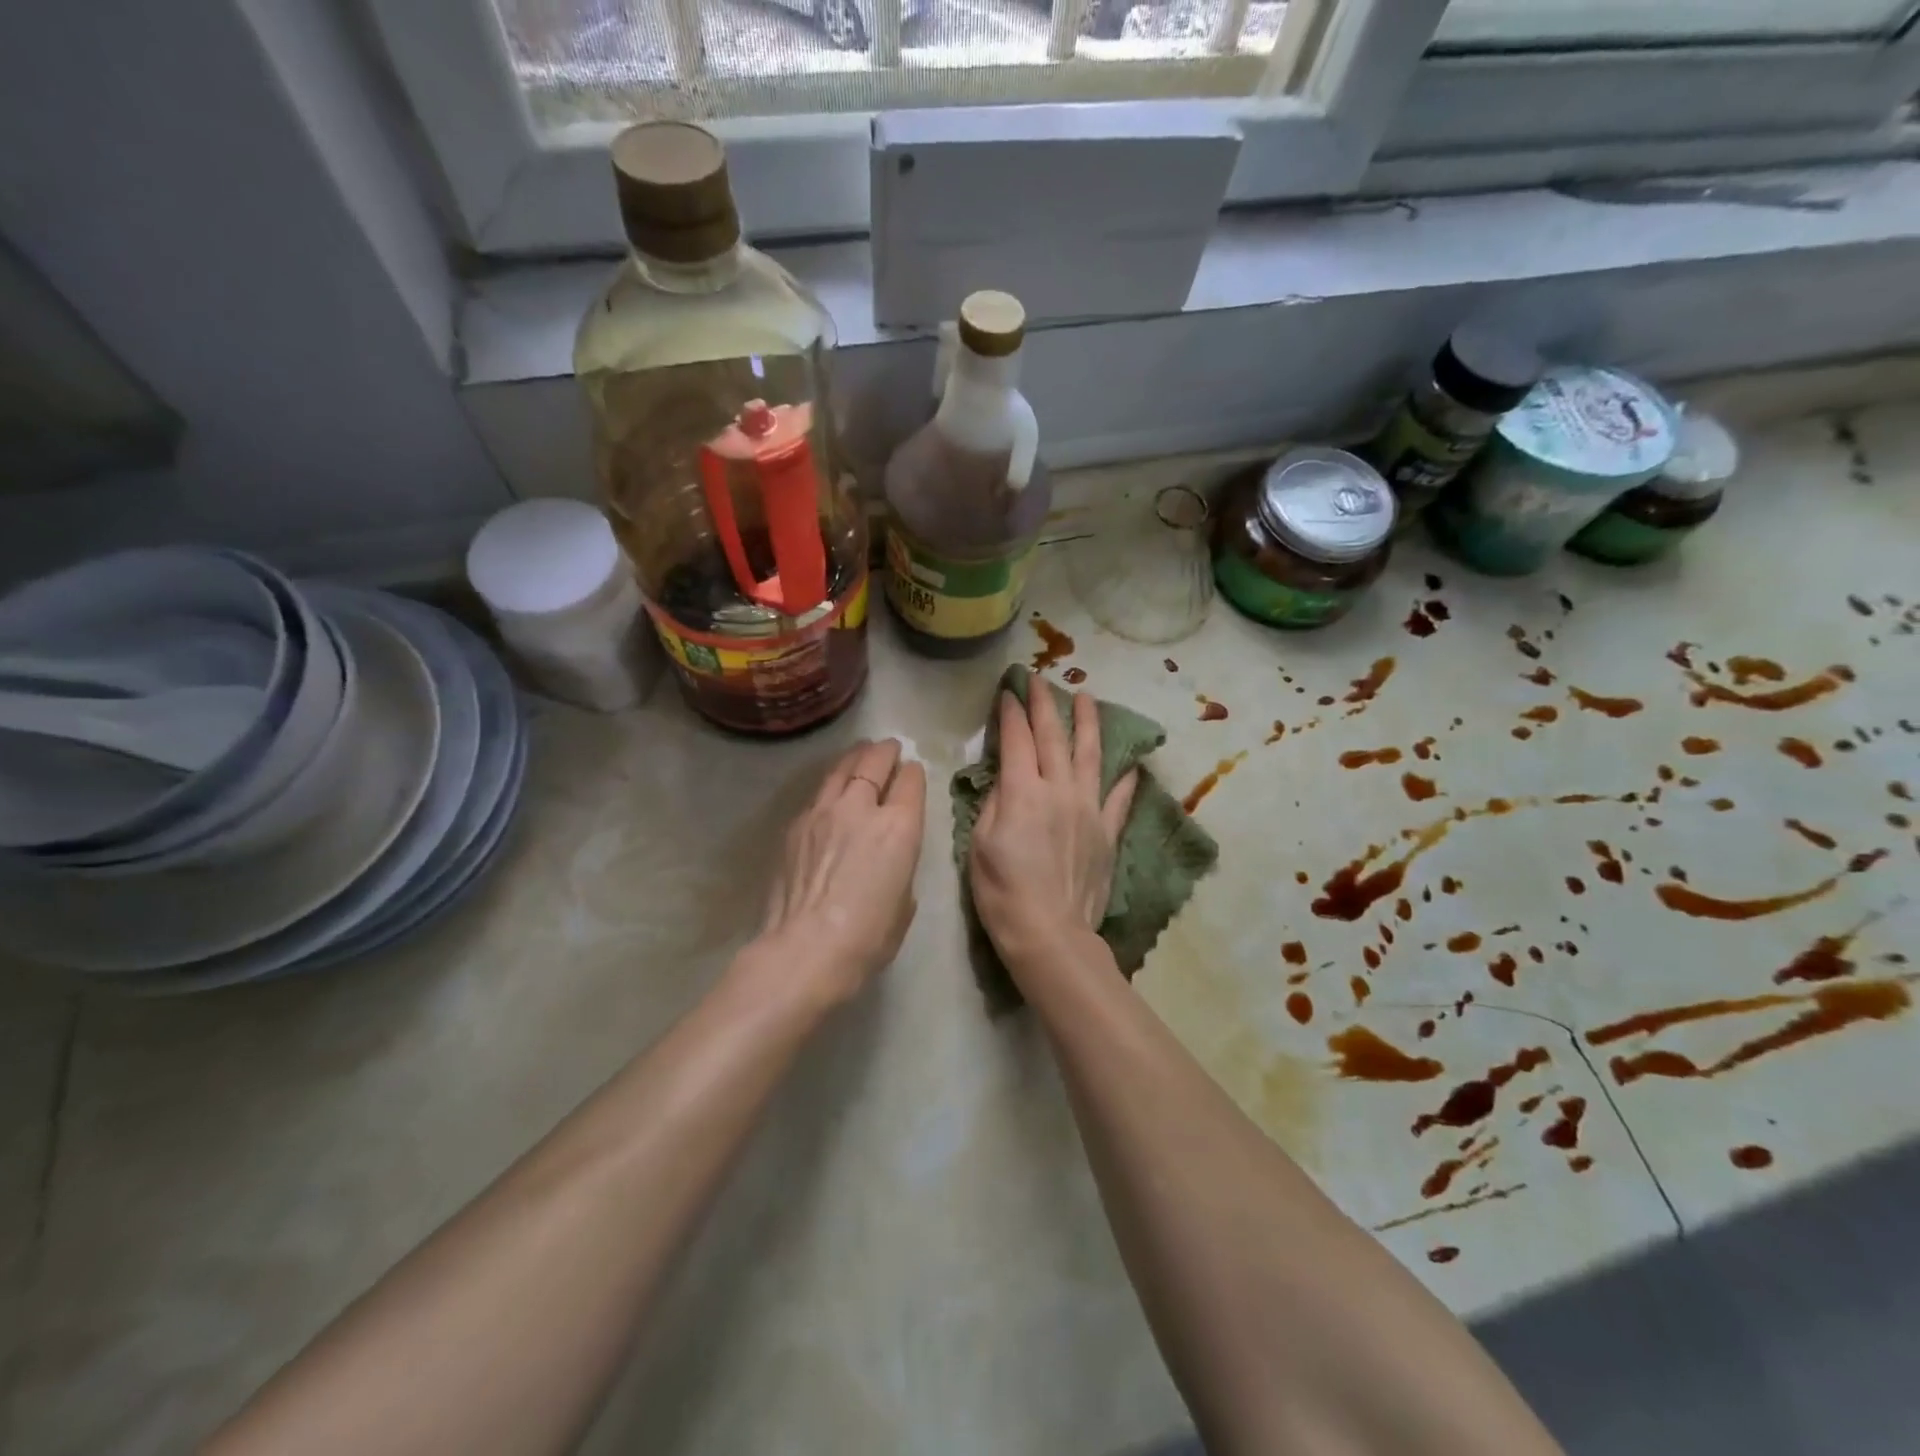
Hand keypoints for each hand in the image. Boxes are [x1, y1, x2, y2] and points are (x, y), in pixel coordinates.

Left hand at [751, 738, 926, 1007]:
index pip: (910, 781)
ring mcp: (823, 812)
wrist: (805, 949)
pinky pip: (818, 794)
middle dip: (885, 752)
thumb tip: (888, 862)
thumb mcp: (904, 904)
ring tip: (860, 753)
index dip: (914, 773)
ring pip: (841, 769)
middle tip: (889, 747)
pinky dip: (830, 786)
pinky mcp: (796, 825)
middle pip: (874, 762)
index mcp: (900, 827)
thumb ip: (901, 869)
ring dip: (855, 758)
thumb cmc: (867, 938)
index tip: (913, 771)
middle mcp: (862, 808)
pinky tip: (831, 792)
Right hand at [970, 679, 1137, 967]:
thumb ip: (995, 802)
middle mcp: (1060, 790)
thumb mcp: (980, 843)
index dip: (1011, 713)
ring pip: (1091, 755)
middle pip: (1053, 737)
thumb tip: (1007, 778)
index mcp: (1024, 791)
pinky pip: (1119, 797)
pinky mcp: (1108, 832)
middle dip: (1045, 704)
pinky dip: (1126, 777)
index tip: (1008, 692)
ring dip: (1088, 722)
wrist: (1049, 932)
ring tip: (1088, 697)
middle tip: (1039, 679)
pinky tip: (1131, 762)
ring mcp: (1089, 809)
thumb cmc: (1002, 891)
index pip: (1017, 740)